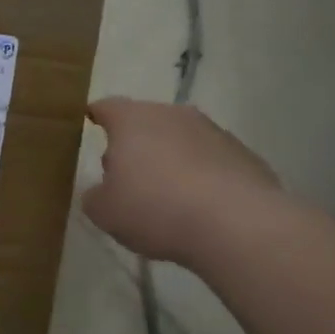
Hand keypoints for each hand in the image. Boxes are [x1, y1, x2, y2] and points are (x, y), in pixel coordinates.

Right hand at [82, 98, 280, 266]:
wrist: (238, 226)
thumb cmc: (156, 209)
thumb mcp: (105, 212)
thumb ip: (95, 196)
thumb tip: (100, 192)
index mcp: (132, 120)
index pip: (107, 107)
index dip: (96, 116)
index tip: (89, 124)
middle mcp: (173, 115)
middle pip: (145, 122)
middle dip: (134, 144)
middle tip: (125, 176)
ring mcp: (213, 132)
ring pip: (181, 140)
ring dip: (170, 159)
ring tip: (166, 197)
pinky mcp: (245, 155)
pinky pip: (211, 161)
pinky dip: (202, 176)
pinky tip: (200, 207)